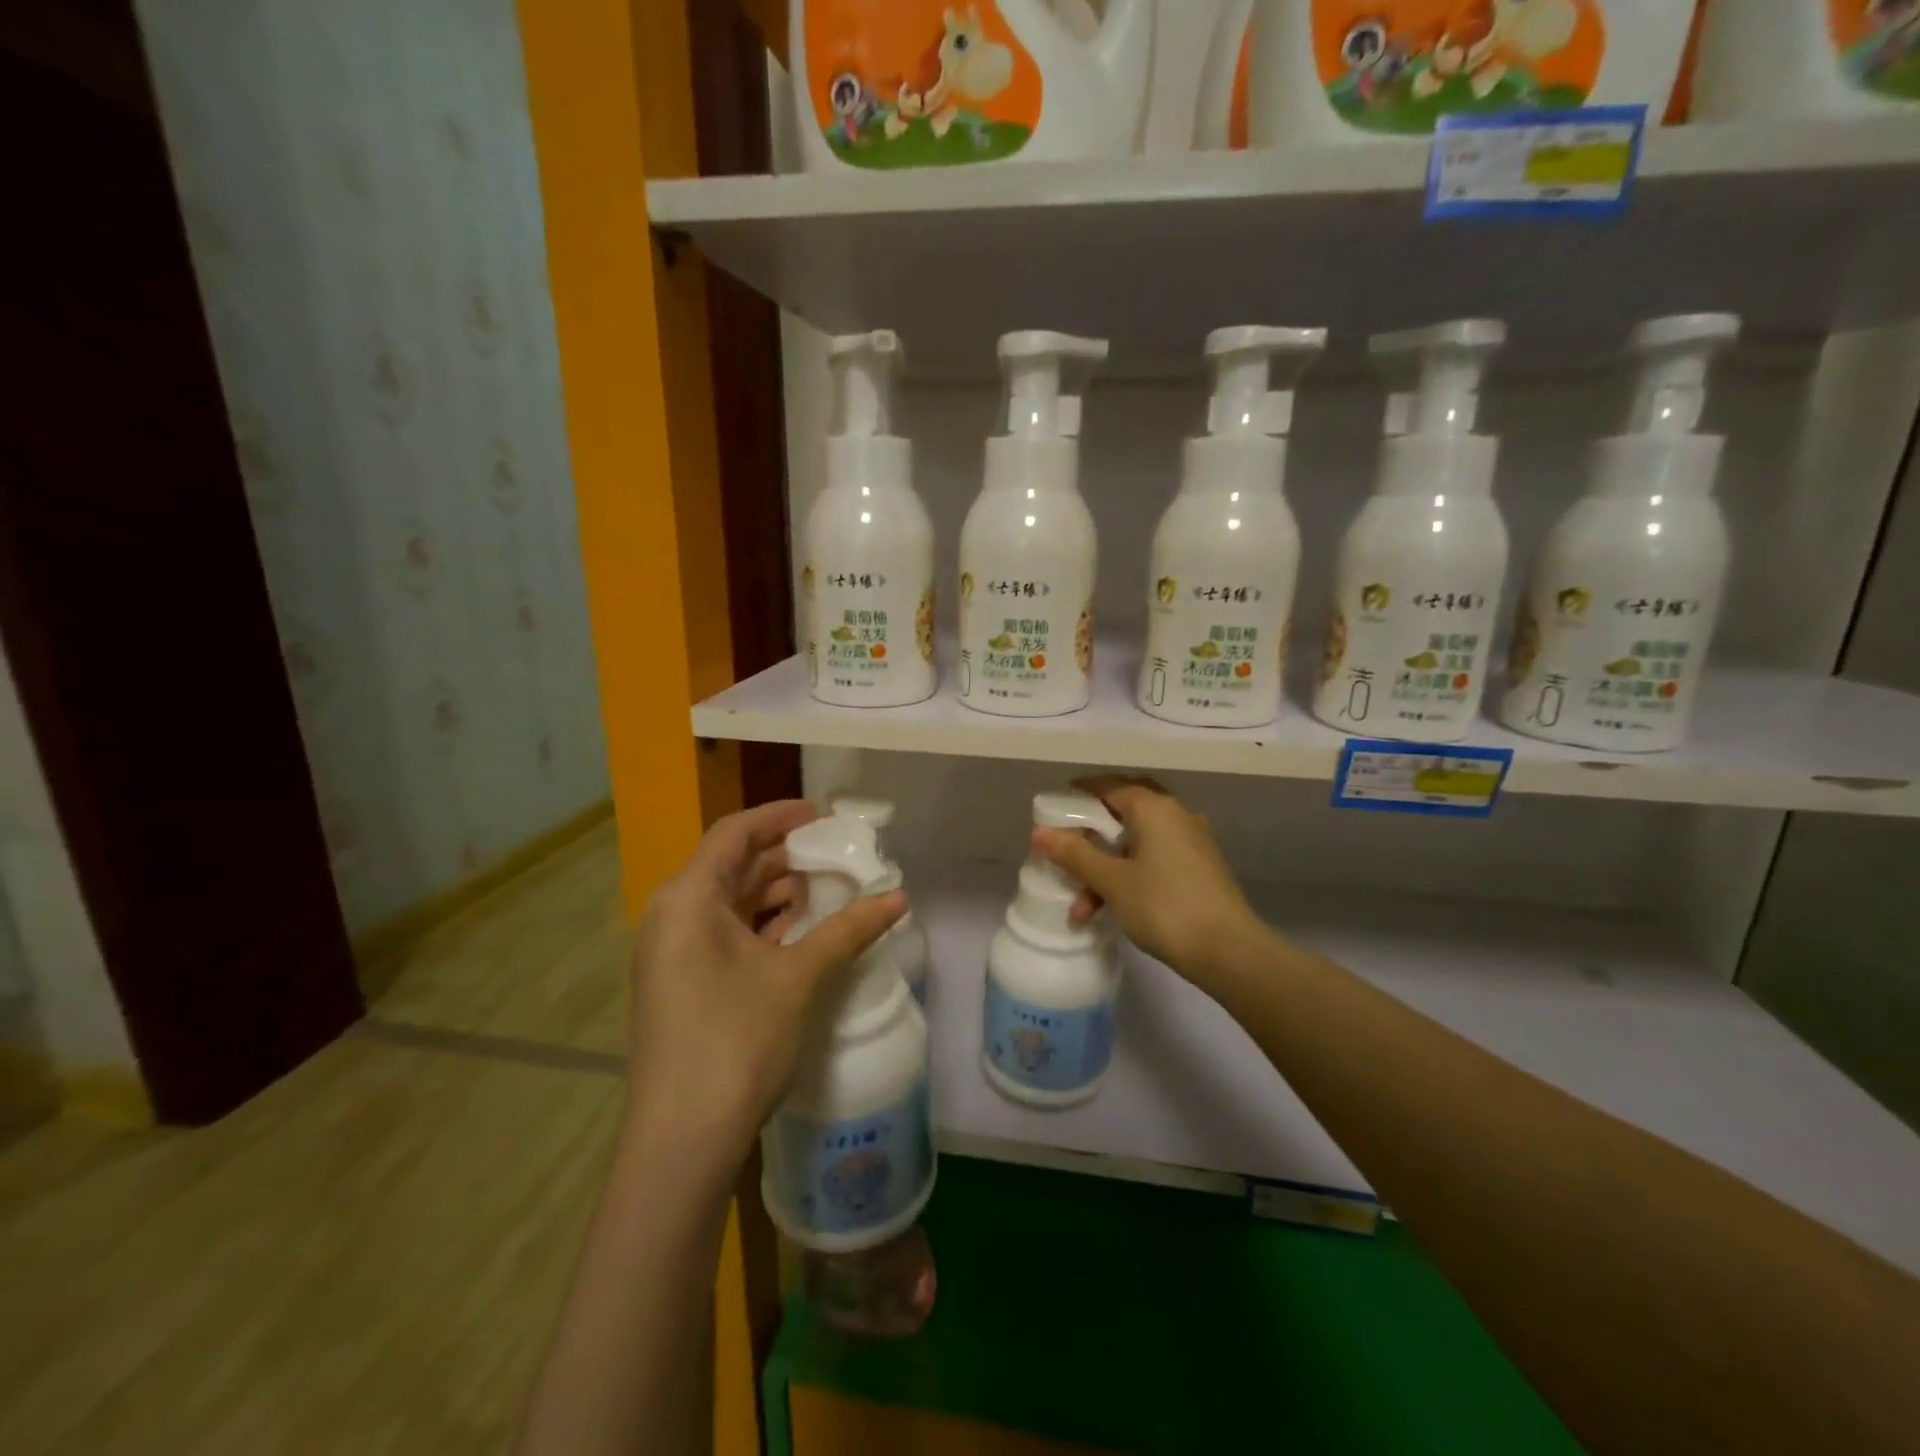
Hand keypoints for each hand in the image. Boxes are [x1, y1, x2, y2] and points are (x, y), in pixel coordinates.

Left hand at [624, 800, 905, 1177]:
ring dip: (776, 894)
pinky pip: (724, 935)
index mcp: (687, 899)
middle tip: (836, 855)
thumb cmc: (735, 1041)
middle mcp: (671, 917)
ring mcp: (673, 954)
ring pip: (729, 903)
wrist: (680, 1142)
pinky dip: (763, 927)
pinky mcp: (682, 985)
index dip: (779, 816)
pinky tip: (802, 936)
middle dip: (784, 858)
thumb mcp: (798, 978)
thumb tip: (900, 898)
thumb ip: (849, 930)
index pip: (734, 833)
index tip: (822, 815)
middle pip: (731, 866)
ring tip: (828, 892)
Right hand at [1032, 776, 1266, 992]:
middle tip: (1068, 843)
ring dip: (1106, 866)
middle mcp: (1175, 815)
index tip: (1054, 808)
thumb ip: (1075, 854)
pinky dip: (1128, 875)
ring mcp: (1190, 843)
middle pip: (1125, 810)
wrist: (1228, 951)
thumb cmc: (1164, 906)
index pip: (1109, 786)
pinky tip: (1110, 908)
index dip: (1079, 794)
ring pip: (1137, 842)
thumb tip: (1040, 832)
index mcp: (1154, 808)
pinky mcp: (1198, 869)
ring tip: (1080, 906)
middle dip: (1093, 830)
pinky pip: (1153, 859)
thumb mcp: (1111, 881)